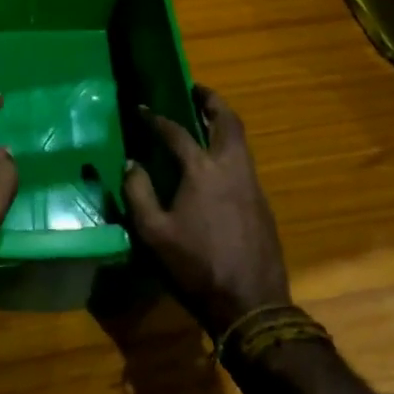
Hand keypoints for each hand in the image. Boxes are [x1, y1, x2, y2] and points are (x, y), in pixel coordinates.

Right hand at [122, 85, 290, 337]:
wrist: (251, 304)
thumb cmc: (196, 267)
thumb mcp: (153, 233)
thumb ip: (139, 192)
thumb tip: (132, 163)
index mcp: (202, 170)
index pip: (176, 133)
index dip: (157, 118)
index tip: (142, 109)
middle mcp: (231, 167)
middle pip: (227, 121)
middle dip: (211, 101)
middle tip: (195, 90)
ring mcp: (252, 184)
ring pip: (241, 140)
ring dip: (223, 123)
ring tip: (204, 120)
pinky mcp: (261, 203)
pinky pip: (244, 161)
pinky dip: (229, 148)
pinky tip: (215, 163)